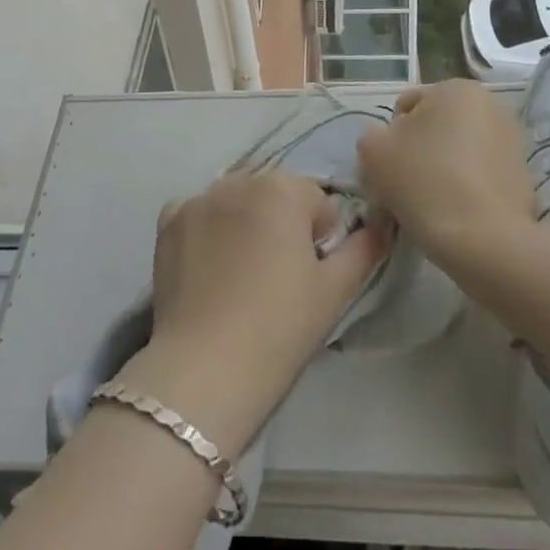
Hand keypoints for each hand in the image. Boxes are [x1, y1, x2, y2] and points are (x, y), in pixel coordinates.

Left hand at [120, 171, 389, 456]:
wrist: (206, 369)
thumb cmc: (280, 328)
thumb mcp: (335, 291)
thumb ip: (364, 248)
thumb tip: (380, 223)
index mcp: (283, 189)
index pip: (316, 201)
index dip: (319, 237)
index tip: (309, 274)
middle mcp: (239, 180)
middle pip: (273, 195)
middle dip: (281, 224)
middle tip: (277, 278)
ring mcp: (199, 198)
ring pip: (235, 202)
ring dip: (244, 223)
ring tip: (240, 276)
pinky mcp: (169, 221)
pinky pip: (198, 213)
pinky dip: (206, 231)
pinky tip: (209, 269)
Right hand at [357, 79, 537, 278]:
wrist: (483, 241)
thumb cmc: (424, 182)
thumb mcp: (373, 151)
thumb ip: (372, 137)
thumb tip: (387, 145)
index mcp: (456, 89)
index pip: (406, 107)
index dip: (390, 138)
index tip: (389, 169)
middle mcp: (490, 106)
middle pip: (435, 129)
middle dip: (418, 153)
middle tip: (404, 188)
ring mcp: (512, 143)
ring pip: (458, 154)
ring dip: (441, 171)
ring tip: (430, 206)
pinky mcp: (523, 178)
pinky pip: (479, 178)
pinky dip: (465, 190)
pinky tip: (455, 216)